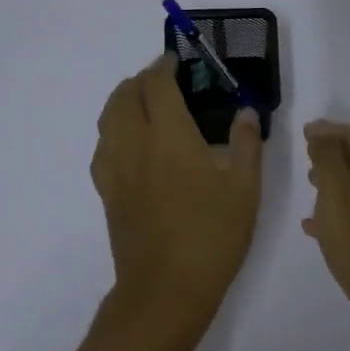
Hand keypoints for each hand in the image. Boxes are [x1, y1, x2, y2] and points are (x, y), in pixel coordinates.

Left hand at [91, 56, 263, 332]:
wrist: (165, 289)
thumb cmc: (212, 237)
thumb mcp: (245, 190)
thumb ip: (246, 144)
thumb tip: (245, 112)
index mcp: (169, 136)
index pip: (157, 85)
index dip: (165, 66)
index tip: (177, 61)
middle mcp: (135, 144)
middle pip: (125, 95)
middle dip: (142, 79)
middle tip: (164, 80)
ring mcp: (115, 169)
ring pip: (107, 118)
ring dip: (123, 100)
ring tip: (144, 104)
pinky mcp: (107, 192)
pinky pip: (103, 146)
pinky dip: (114, 130)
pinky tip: (131, 144)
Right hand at [302, 120, 349, 345]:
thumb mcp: (337, 193)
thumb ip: (327, 159)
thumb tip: (322, 136)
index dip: (329, 130)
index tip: (303, 132)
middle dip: (332, 154)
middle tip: (305, 157)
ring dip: (333, 182)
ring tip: (309, 186)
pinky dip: (337, 211)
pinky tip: (314, 227)